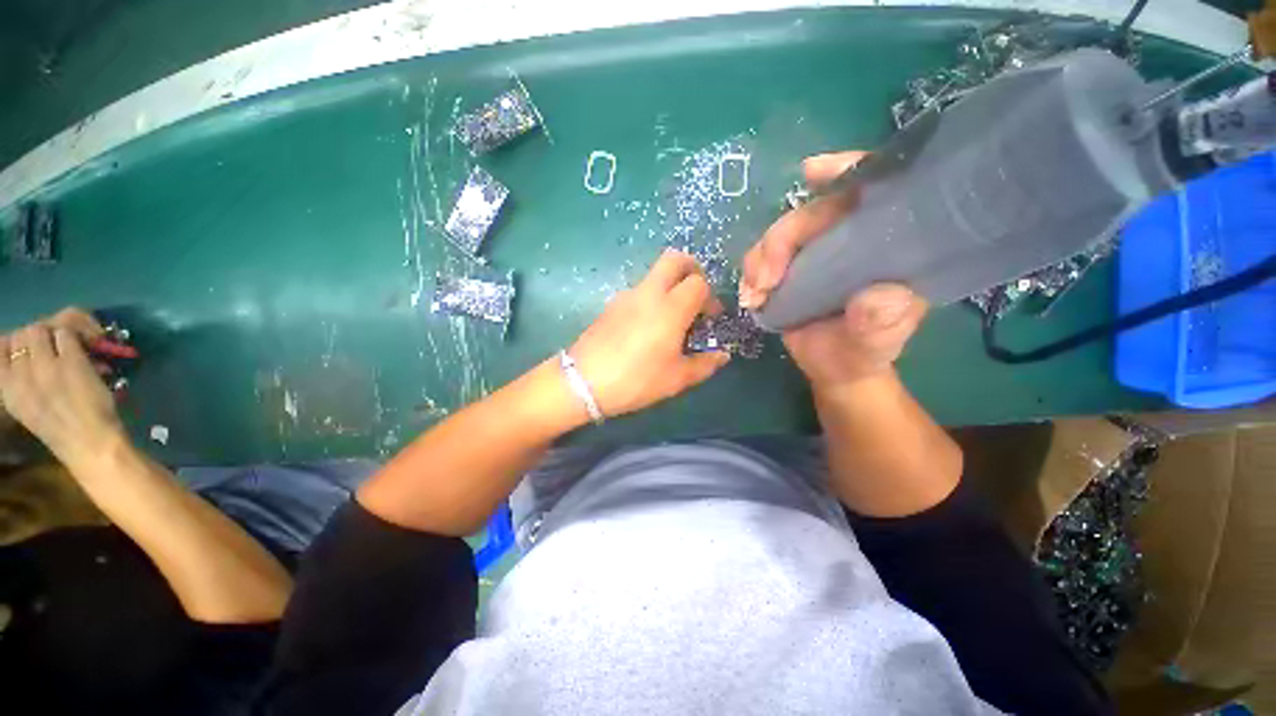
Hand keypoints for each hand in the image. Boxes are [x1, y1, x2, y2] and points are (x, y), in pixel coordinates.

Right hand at [0, 309, 122, 466]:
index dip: (18, 342)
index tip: (34, 349)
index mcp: (6, 387)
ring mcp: (44, 365)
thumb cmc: (63, 430)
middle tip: (58, 347)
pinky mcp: (69, 361)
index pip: (1, 345)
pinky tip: (90, 345)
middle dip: (41, 335)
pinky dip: (78, 336)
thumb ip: (23, 378)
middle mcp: (19, 373)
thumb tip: (32, 351)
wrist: (88, 442)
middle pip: (23, 332)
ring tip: (72, 347)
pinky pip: (66, 333)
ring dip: (58, 333)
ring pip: (41, 328)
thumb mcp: (27, 404)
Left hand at [570, 250, 729, 416]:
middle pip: (675, 259)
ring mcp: (626, 295)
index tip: (709, 318)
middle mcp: (649, 293)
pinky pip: (638, 291)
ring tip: (670, 319)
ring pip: (654, 275)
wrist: (583, 382)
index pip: (699, 283)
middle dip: (691, 269)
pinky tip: (647, 328)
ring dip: (670, 286)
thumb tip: (722, 355)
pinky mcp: (611, 304)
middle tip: (695, 295)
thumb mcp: (676, 379)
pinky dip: (651, 298)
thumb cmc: (636, 380)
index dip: (710, 298)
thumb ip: (704, 364)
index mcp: (671, 308)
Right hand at [739, 152, 927, 390]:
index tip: (812, 173)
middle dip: (780, 240)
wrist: (836, 368)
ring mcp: (814, 253)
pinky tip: (750, 297)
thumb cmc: (865, 351)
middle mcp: (848, 238)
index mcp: (885, 243)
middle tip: (766, 280)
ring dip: (759, 260)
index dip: (845, 170)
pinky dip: (750, 274)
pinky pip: (761, 258)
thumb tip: (877, 296)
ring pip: (779, 235)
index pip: (872, 189)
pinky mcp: (789, 269)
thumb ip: (880, 321)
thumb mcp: (880, 340)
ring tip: (755, 294)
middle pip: (809, 213)